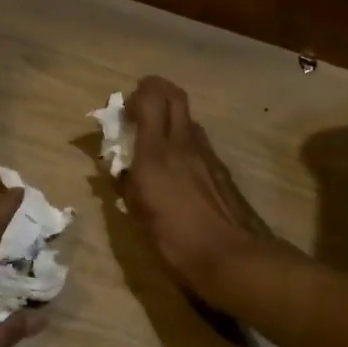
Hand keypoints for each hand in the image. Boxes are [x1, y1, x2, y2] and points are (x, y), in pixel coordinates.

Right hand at [124, 76, 276, 298]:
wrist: (231, 256)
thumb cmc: (175, 241)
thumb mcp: (138, 215)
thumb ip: (125, 184)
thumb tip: (116, 169)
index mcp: (156, 154)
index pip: (150, 99)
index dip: (135, 95)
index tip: (123, 111)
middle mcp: (183, 144)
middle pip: (174, 95)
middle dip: (155, 90)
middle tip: (140, 107)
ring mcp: (207, 154)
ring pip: (188, 117)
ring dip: (171, 116)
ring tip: (156, 139)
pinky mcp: (221, 168)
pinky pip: (199, 141)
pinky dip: (184, 139)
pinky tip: (178, 166)